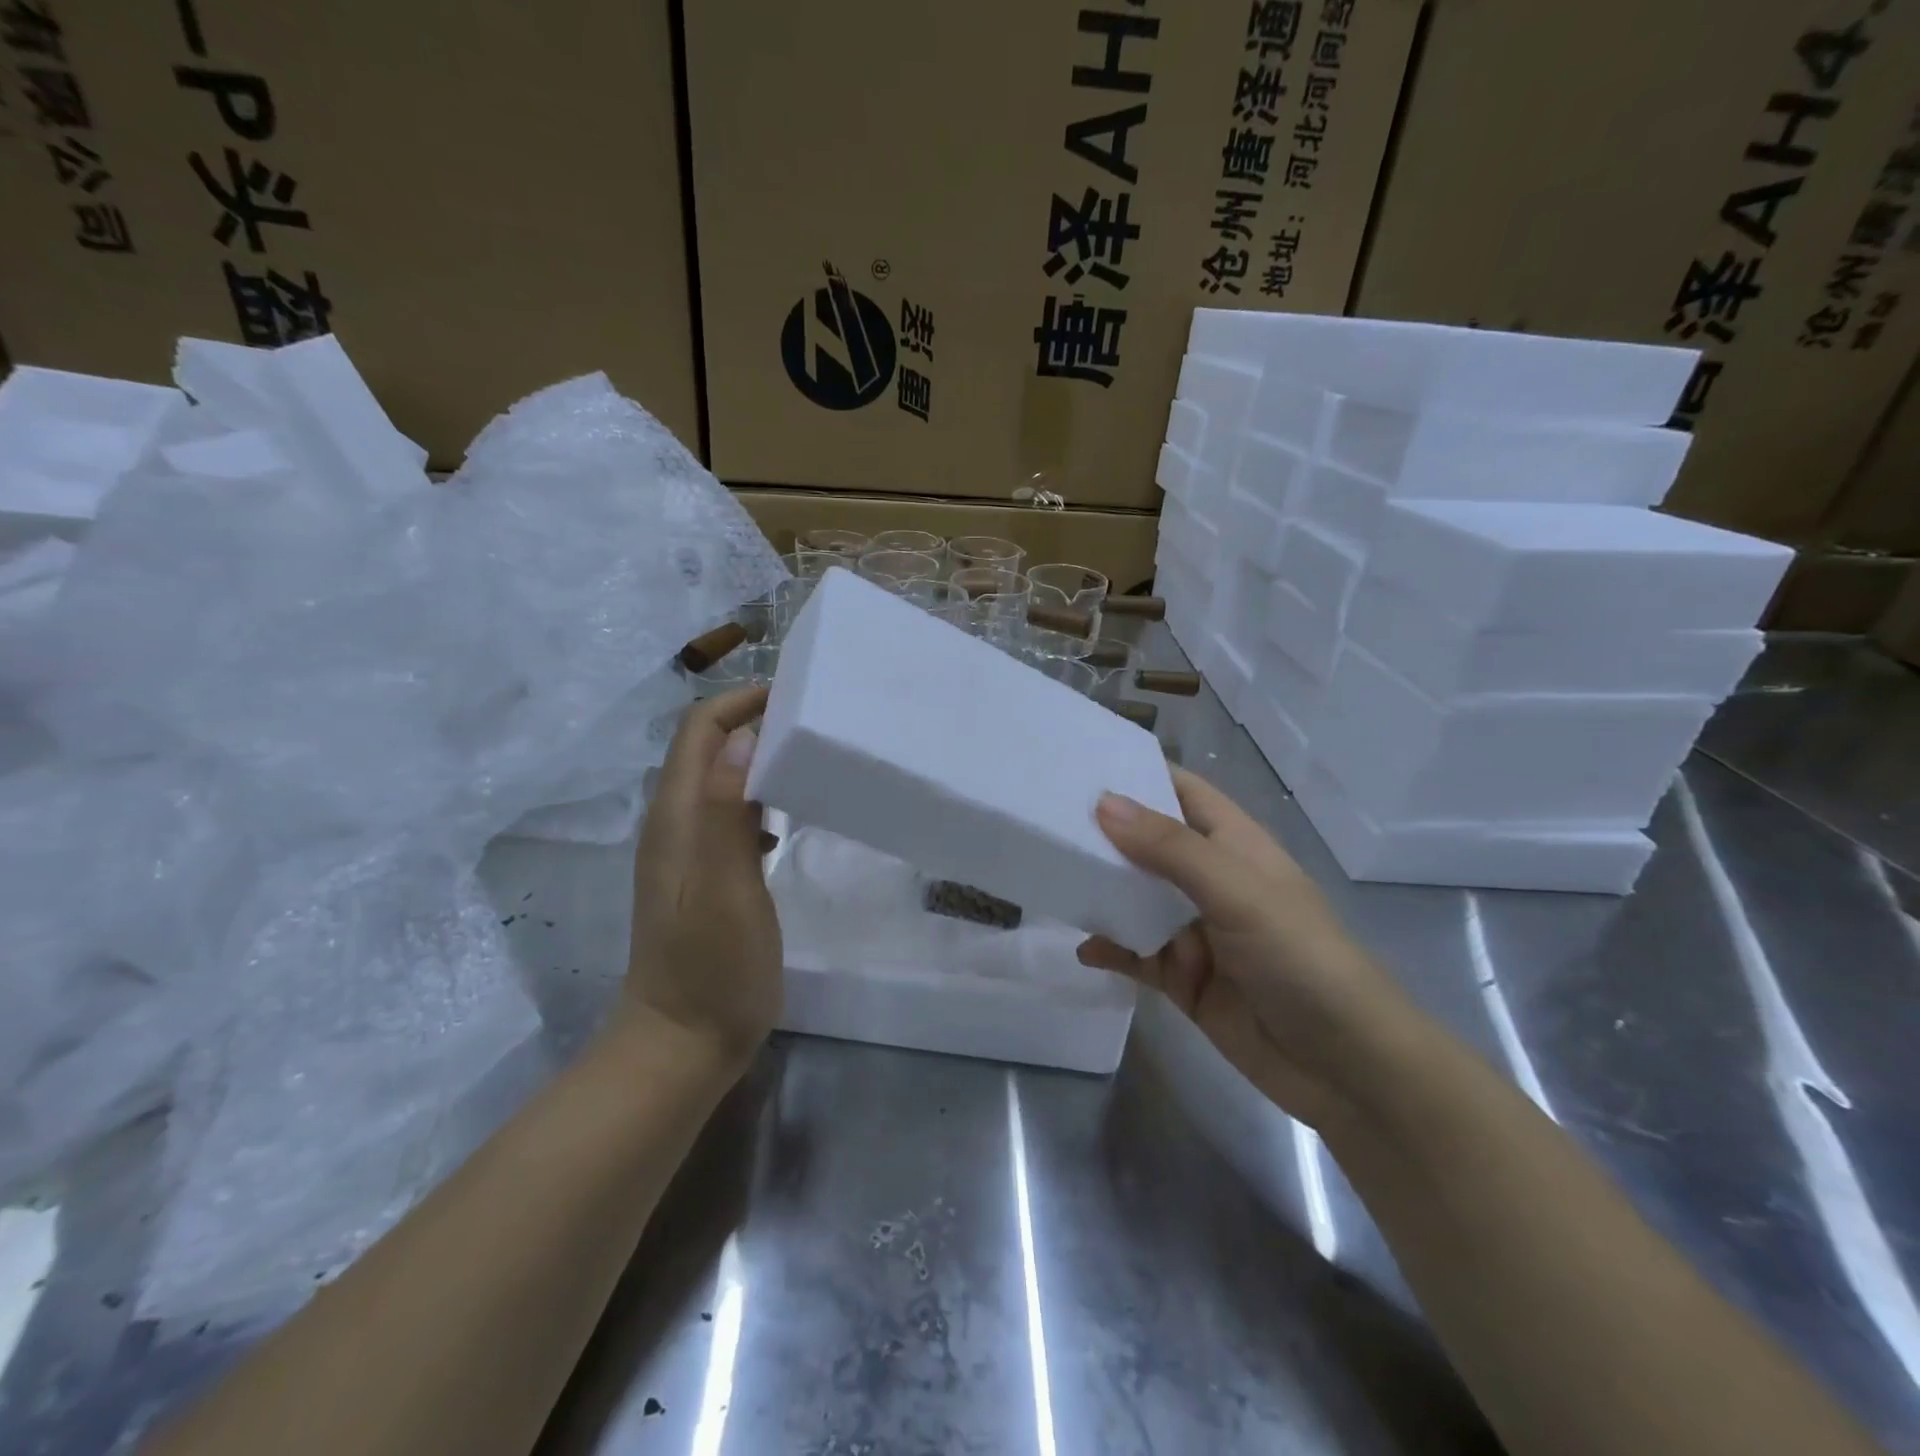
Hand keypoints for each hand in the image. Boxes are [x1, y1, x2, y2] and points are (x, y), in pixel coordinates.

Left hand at [624, 686, 781, 1064]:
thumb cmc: (712, 966)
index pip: (700, 730)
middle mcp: (675, 824)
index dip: (740, 702)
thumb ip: (726, 809)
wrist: (682, 1042)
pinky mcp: (705, 876)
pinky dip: (758, 798)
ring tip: (809, 758)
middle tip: (813, 721)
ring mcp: (688, 852)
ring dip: (758, 758)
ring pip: (720, 780)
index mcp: (677, 817)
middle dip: (753, 721)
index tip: (795, 694)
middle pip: (708, 748)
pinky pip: (729, 815)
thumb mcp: (724, 886)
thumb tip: (744, 735)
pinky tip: (788, 818)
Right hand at [1078, 767, 1417, 1128]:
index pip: (1180, 791)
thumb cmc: (1301, 959)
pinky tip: (1082, 948)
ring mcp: (1195, 932)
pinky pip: (1136, 955)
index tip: (1079, 762)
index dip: (1137, 774)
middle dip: (1103, 833)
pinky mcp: (1184, 979)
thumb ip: (1170, 849)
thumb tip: (1102, 802)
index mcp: (1233, 844)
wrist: (1346, 1068)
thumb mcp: (1237, 892)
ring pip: (1136, 899)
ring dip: (1101, 890)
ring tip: (1049, 874)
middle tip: (1041, 817)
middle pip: (1148, 844)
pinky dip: (1110, 949)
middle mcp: (1210, 880)